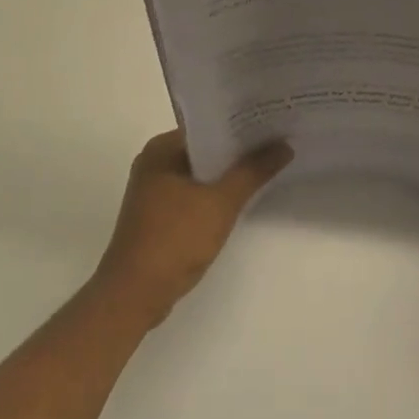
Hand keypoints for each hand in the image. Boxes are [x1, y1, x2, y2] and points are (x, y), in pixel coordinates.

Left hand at [92, 130, 291, 328]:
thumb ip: (253, 172)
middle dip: (238, 150)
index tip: (272, 122)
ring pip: (200, 173)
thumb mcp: (221, 203)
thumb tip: (285, 144)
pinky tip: (242, 199)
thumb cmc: (174, 239)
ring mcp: (154, 191)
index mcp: (161, 149)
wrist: (134, 296)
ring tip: (267, 167)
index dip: (241, 124)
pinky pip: (194, 194)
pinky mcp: (158, 216)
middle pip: (205, 149)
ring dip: (228, 174)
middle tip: (278, 142)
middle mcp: (155, 163)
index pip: (207, 126)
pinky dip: (215, 195)